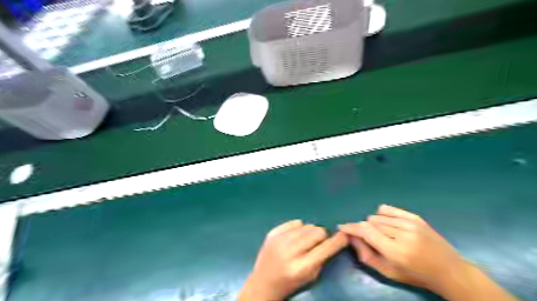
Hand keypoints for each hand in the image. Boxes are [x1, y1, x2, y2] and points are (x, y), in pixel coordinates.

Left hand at [239, 220, 348, 299]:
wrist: (263, 282)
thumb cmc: (290, 282)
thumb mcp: (311, 276)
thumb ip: (323, 258)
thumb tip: (334, 238)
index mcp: (301, 267)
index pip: (326, 248)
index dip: (338, 240)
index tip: (344, 235)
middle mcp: (289, 251)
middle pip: (317, 232)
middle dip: (322, 236)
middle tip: (318, 242)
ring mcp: (279, 240)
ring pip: (306, 225)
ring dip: (310, 232)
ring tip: (305, 240)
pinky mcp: (272, 233)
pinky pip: (294, 222)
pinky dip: (298, 228)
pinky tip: (295, 236)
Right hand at [337, 206, 467, 291]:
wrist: (449, 270)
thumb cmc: (415, 275)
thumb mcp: (388, 272)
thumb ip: (366, 255)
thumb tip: (351, 238)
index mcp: (395, 251)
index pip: (366, 232)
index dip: (351, 228)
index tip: (342, 227)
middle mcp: (402, 234)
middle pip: (371, 222)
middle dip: (363, 228)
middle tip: (365, 237)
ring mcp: (410, 224)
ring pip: (378, 216)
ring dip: (373, 223)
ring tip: (380, 234)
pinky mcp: (415, 218)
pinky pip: (389, 209)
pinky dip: (382, 214)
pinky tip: (384, 222)